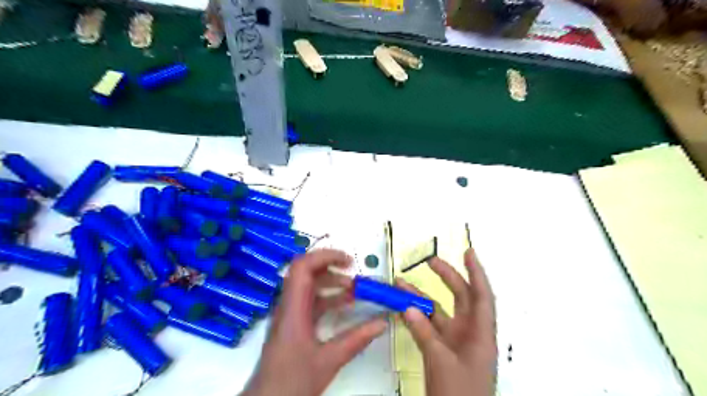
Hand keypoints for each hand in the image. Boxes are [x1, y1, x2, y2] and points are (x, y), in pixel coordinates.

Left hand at [241, 249, 385, 395]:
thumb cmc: (293, 382)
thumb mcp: (329, 361)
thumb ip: (357, 339)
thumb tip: (383, 322)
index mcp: (293, 309)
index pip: (302, 267)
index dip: (325, 256)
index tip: (348, 262)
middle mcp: (289, 305)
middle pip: (306, 273)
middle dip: (332, 268)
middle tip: (355, 275)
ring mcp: (291, 314)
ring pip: (310, 287)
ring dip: (332, 284)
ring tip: (356, 291)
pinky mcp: (295, 323)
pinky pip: (312, 302)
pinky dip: (330, 299)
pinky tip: (347, 306)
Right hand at [397, 249, 495, 395]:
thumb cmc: (460, 394)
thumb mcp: (441, 362)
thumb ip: (424, 333)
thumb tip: (408, 308)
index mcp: (481, 334)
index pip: (482, 295)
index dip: (477, 272)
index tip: (468, 252)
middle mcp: (470, 332)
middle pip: (461, 297)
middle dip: (447, 277)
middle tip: (430, 262)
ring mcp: (455, 341)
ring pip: (439, 312)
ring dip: (421, 298)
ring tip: (401, 284)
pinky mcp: (442, 350)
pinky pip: (428, 327)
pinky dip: (416, 317)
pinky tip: (402, 308)